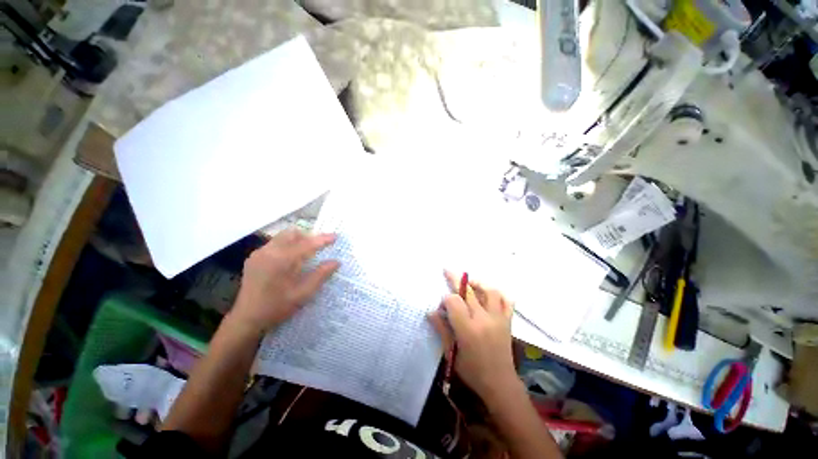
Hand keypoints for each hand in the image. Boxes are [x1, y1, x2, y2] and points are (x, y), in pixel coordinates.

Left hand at [228, 229, 338, 334]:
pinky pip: (274, 244)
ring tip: (306, 253)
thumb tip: (336, 262)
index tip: (335, 236)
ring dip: (297, 241)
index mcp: (281, 260)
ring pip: (282, 237)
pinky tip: (290, 261)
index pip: (307, 244)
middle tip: (319, 247)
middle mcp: (268, 252)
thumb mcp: (303, 293)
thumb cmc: (277, 307)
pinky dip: (287, 246)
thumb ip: (320, 275)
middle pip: (292, 233)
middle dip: (308, 237)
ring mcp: (259, 254)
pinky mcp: (254, 258)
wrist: (246, 319)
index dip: (323, 239)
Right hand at [429, 271, 518, 402]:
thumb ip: (441, 329)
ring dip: (477, 283)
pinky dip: (498, 294)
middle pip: (469, 291)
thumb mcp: (451, 352)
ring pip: (489, 291)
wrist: (500, 384)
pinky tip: (489, 293)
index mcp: (467, 329)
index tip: (442, 305)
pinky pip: (506, 301)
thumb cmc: (472, 371)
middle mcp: (483, 319)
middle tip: (447, 270)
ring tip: (469, 282)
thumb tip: (431, 311)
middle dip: (456, 279)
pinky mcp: (507, 321)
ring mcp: (498, 318)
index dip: (445, 299)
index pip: (454, 301)